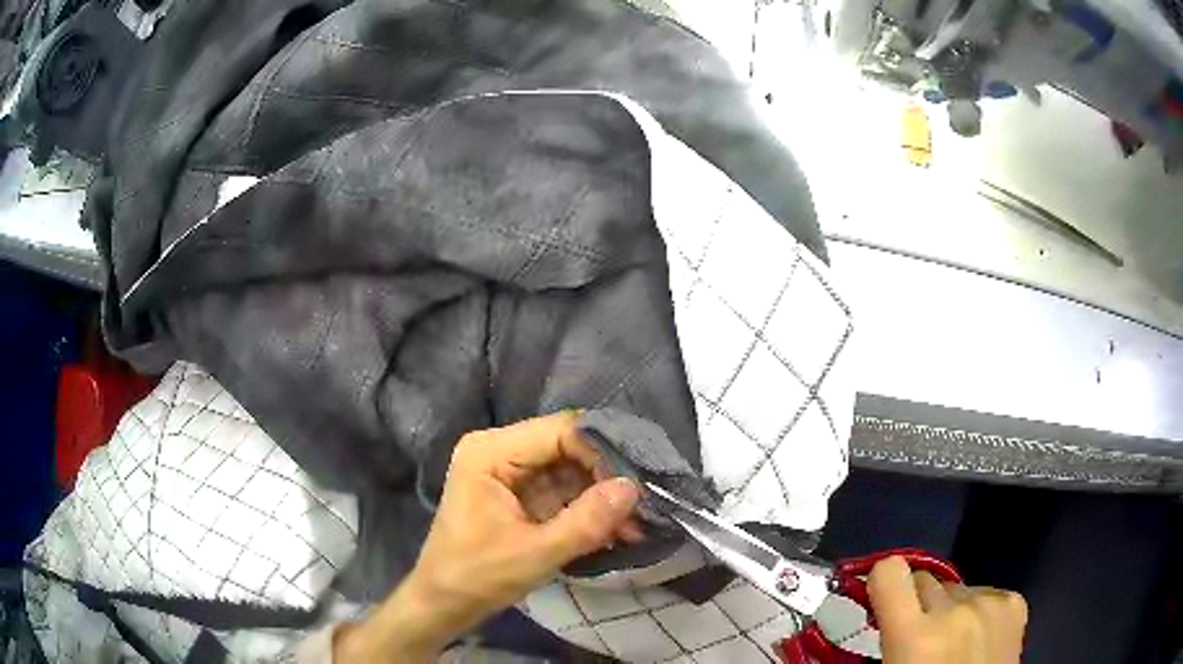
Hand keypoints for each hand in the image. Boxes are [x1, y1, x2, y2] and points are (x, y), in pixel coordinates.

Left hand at [335, 413, 641, 661]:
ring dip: (601, 497)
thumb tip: (633, 488)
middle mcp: (499, 451)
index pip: (560, 431)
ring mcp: (509, 472)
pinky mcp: (518, 494)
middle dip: (606, 478)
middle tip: (643, 506)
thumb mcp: (535, 554)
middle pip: (567, 447)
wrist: (443, 604)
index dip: (602, 452)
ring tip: (636, 525)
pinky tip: (615, 530)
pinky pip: (561, 491)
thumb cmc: (476, 577)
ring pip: (569, 470)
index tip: (638, 484)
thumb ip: (585, 522)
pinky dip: (587, 509)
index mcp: (491, 452)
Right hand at [868, 556, 1027, 663]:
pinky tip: (980, 638)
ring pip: (956, 588)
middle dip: (917, 604)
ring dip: (949, 609)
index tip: (882, 601)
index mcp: (915, 637)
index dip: (883, 583)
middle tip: (918, 637)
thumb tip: (868, 619)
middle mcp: (954, 610)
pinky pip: (987, 593)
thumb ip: (884, 640)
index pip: (890, 572)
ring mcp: (991, 603)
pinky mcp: (1015, 603)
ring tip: (954, 642)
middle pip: (925, 580)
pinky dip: (978, 610)